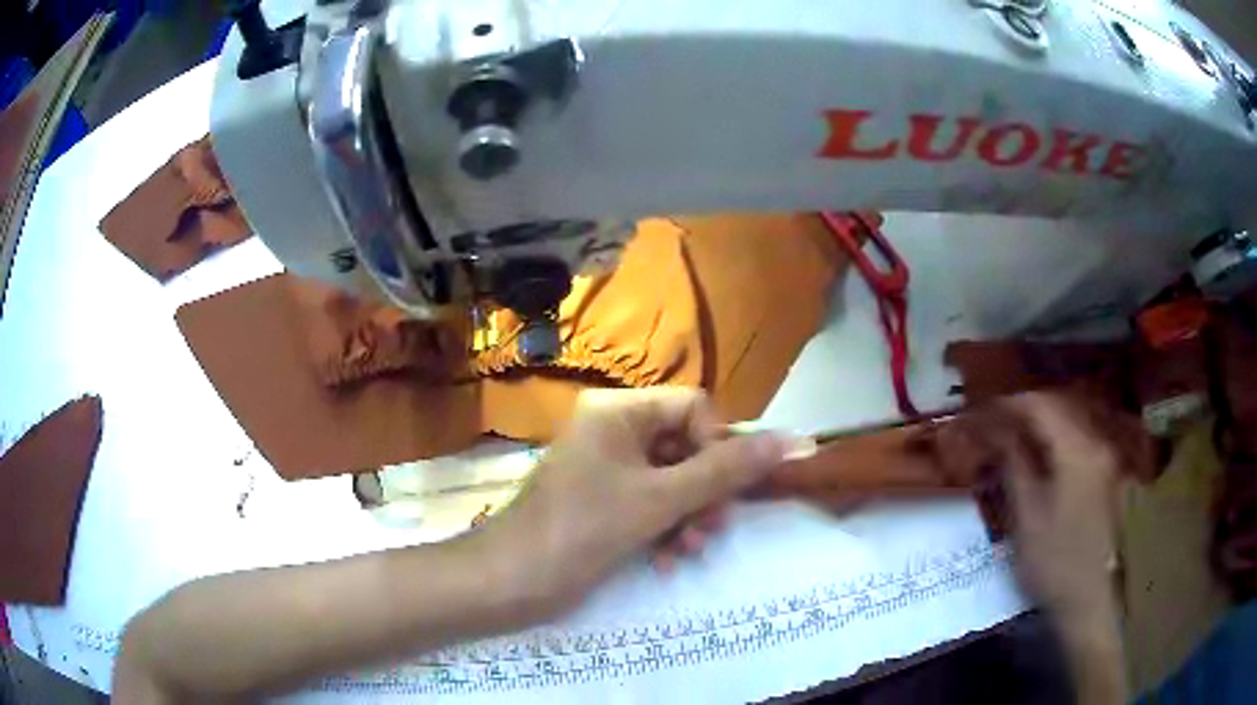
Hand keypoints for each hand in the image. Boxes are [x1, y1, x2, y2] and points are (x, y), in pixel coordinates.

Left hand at [475, 388, 787, 620]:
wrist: (509, 583)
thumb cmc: (581, 531)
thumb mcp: (660, 500)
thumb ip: (727, 470)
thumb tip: (794, 440)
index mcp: (619, 411)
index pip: (695, 409)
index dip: (718, 448)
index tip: (724, 491)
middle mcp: (613, 431)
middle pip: (687, 448)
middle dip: (704, 493)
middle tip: (711, 530)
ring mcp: (606, 468)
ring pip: (673, 482)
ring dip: (689, 517)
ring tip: (688, 550)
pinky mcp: (603, 502)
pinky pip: (651, 505)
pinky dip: (665, 530)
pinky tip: (664, 561)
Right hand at [995, 394, 1121, 623]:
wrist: (1091, 600)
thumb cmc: (1055, 563)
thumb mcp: (1026, 517)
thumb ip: (1014, 466)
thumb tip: (996, 432)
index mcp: (1078, 450)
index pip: (1042, 405)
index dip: (1010, 403)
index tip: (983, 409)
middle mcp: (1098, 442)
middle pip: (1061, 406)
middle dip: (1027, 408)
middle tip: (997, 419)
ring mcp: (1107, 458)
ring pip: (1072, 421)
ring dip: (1043, 421)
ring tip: (1016, 433)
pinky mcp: (1108, 475)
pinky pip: (1080, 439)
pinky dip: (1058, 437)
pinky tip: (1044, 453)